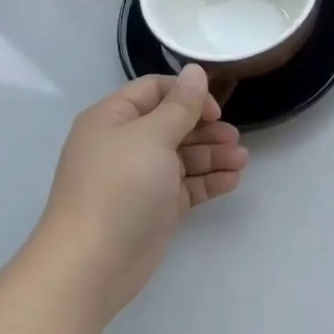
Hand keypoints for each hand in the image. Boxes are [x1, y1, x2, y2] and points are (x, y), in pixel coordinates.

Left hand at [39, 66, 247, 323]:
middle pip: (173, 124)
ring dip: (213, 155)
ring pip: (184, 156)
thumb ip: (180, 105)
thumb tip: (195, 71)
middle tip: (234, 138)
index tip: (214, 110)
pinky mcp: (155, 208)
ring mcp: (140, 178)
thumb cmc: (119, 187)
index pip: (154, 91)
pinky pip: (187, 185)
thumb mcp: (152, 136)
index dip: (187, 95)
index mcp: (113, 119)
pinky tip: (232, 180)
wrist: (92, 263)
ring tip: (241, 161)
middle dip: (206, 128)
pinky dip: (209, 181)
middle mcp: (125, 144)